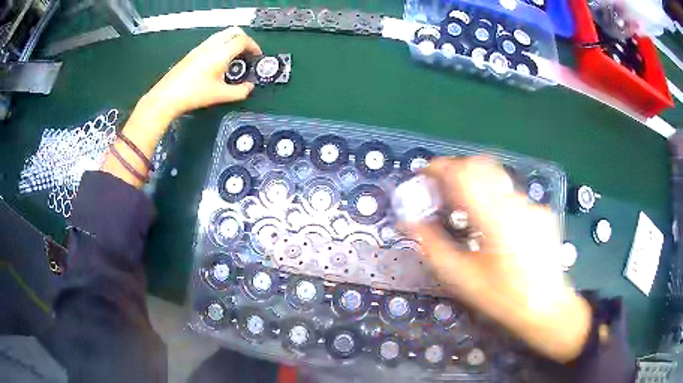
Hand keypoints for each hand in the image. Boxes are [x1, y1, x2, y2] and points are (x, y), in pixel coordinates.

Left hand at [102, 27, 260, 187]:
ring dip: (233, 42)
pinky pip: (213, 41)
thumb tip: (249, 88)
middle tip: (247, 53)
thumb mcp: (220, 95)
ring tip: (234, 58)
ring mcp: (201, 47)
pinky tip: (219, 62)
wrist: (167, 96)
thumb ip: (239, 92)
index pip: (243, 40)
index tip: (257, 56)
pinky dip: (222, 45)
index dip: (254, 46)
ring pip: (222, 35)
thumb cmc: (194, 94)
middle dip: (245, 39)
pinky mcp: (193, 52)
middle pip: (234, 31)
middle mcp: (212, 45)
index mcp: (221, 53)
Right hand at [404, 157, 591, 362]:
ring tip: (467, 209)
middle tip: (443, 188)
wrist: (546, 306)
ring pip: (498, 180)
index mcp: (495, 220)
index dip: (441, 168)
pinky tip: (496, 226)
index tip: (425, 172)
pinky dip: (496, 199)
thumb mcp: (462, 277)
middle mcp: (516, 204)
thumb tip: (409, 223)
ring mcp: (532, 206)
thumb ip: (433, 246)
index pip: (464, 175)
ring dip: (477, 185)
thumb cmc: (502, 297)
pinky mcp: (541, 212)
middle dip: (458, 170)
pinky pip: (513, 195)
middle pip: (482, 166)